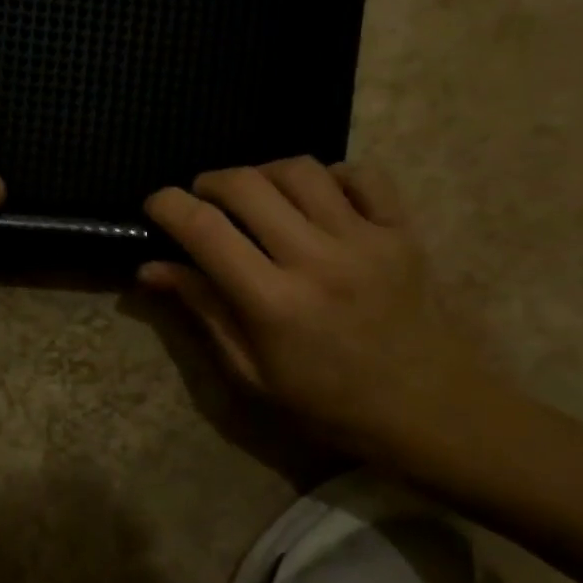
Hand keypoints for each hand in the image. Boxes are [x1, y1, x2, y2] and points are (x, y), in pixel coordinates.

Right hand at [142, 158, 491, 465]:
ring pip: (300, 170)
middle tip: (202, 200)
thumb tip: (150, 268)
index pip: (205, 230)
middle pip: (247, 185)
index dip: (167, 205)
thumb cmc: (329, 404)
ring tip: (254, 196)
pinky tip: (315, 198)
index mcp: (273, 303)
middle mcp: (317, 259)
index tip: (155, 205)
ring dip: (263, 173)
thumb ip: (204, 311)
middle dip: (210, 182)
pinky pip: (362, 174)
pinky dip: (328, 175)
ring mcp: (366, 240)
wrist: (433, 412)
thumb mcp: (252, 373)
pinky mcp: (403, 231)